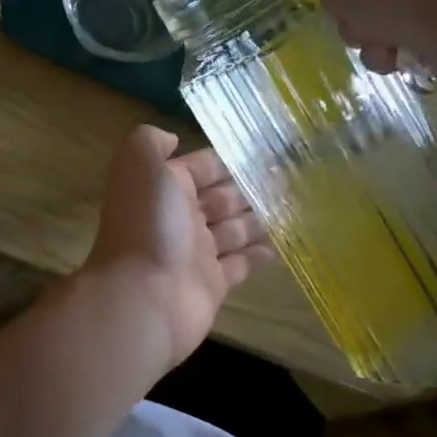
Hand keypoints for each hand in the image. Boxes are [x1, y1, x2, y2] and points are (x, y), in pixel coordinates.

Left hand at [81, 125, 272, 369]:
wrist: (144, 297)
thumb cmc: (148, 226)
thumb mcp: (141, 167)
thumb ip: (150, 142)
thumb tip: (172, 139)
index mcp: (163, 189)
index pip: (199, 168)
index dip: (226, 160)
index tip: (264, 151)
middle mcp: (179, 218)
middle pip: (220, 198)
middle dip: (249, 188)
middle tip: (290, 179)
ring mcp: (196, 253)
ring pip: (233, 230)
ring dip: (259, 218)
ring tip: (296, 205)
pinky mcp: (213, 284)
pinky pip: (241, 264)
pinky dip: (259, 254)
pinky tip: (285, 243)